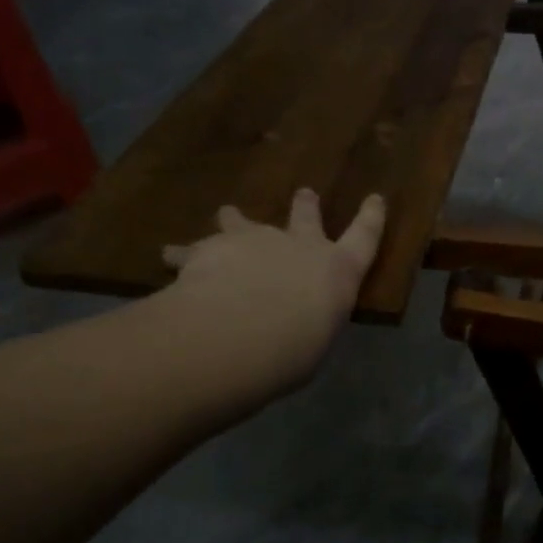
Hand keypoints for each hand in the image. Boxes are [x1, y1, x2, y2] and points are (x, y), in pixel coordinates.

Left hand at [157, 188, 385, 402]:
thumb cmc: (295, 349)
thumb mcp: (314, 343)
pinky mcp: (210, 248)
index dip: (371, 218)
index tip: (375, 198)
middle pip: (304, 218)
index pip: (364, 238)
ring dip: (236, 219)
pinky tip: (168, 257)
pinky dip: (182, 254)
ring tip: (227, 212)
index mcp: (336, 270)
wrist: (240, 331)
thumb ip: (307, 326)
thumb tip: (293, 328)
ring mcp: (253, 241)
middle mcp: (298, 246)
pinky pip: (192, 249)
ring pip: (243, 222)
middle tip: (304, 192)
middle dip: (305, 206)